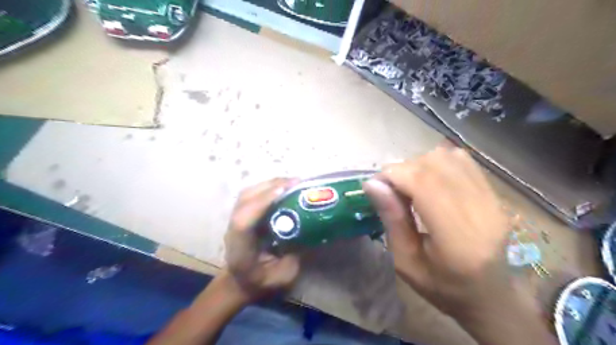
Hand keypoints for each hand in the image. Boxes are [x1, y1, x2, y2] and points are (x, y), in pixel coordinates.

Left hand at [225, 180, 301, 300]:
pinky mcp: (242, 214)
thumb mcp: (282, 277)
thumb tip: (308, 232)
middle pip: (245, 199)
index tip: (285, 190)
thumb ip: (294, 256)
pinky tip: (283, 188)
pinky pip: (252, 194)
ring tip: (292, 183)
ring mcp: (235, 219)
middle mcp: (234, 229)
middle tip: (297, 182)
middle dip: (271, 186)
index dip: (262, 202)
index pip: (244, 220)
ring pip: (248, 193)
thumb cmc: (260, 282)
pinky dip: (267, 187)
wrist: (239, 282)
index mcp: (241, 248)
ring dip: (270, 184)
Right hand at [362, 146, 513, 318]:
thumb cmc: (443, 287)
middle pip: (434, 165)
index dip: (393, 175)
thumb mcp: (405, 262)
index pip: (424, 184)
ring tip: (409, 185)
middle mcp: (481, 211)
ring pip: (446, 157)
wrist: (492, 296)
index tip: (375, 184)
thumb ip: (392, 220)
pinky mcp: (494, 193)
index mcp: (458, 238)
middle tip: (390, 188)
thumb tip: (372, 184)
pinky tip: (428, 179)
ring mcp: (492, 199)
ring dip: (419, 165)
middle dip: (402, 169)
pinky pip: (461, 160)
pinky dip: (437, 162)